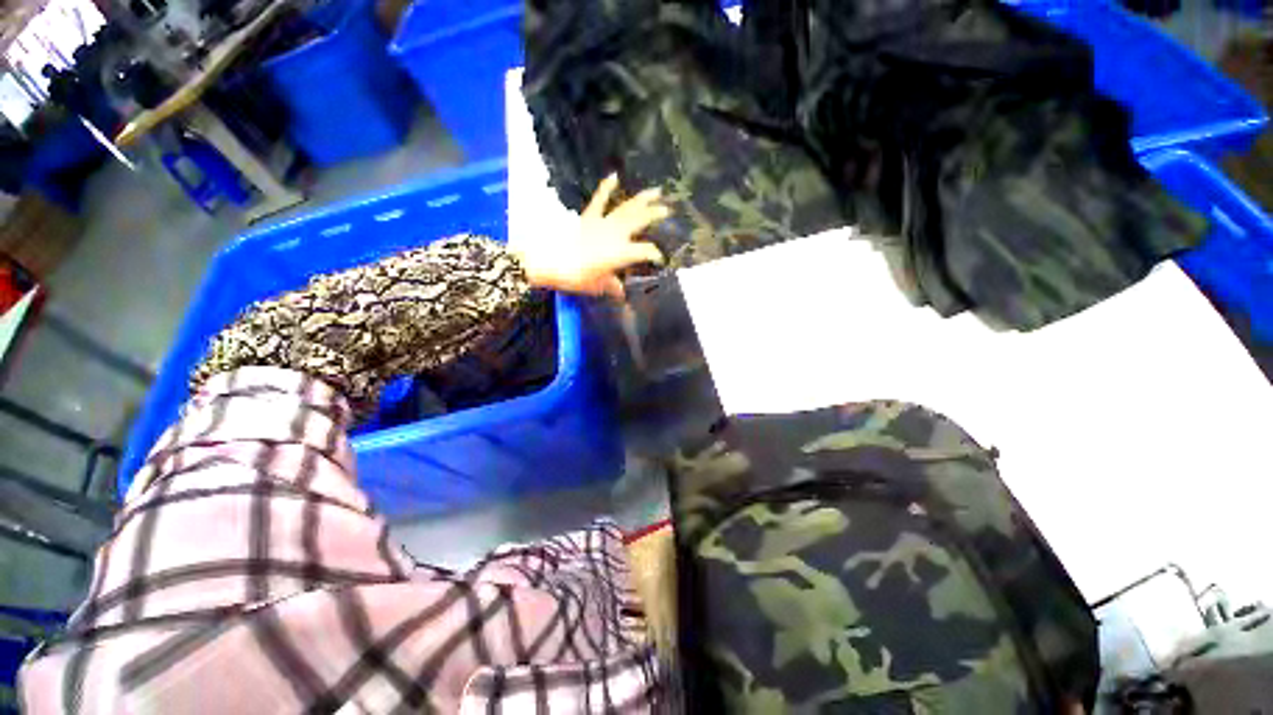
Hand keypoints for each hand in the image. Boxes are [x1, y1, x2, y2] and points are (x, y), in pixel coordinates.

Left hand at [513, 174, 668, 298]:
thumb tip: (621, 293)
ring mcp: (603, 222)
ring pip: (626, 207)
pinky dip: (606, 188)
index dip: (655, 254)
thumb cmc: (575, 276)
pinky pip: (600, 199)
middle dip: (656, 215)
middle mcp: (616, 234)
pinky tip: (614, 176)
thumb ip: (611, 287)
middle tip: (668, 210)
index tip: (660, 259)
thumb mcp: (596, 286)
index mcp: (621, 253)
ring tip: (656, 191)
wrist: (549, 261)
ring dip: (642, 199)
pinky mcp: (589, 217)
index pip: (646, 251)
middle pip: (640, 221)